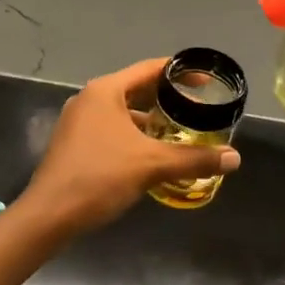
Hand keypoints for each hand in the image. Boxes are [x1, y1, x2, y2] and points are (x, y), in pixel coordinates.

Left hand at [20, 59, 239, 235]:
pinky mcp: (76, 143)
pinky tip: (154, 155)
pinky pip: (113, 130)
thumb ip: (194, 158)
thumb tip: (235, 158)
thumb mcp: (151, 165)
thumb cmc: (99, 177)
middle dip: (169, 99)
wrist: (49, 215)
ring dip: (152, 121)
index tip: (207, 80)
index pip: (150, 69)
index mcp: (105, 91)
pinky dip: (136, 136)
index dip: (180, 72)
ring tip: (182, 132)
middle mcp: (90, 99)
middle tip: (200, 108)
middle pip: (137, 89)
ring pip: (125, 113)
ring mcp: (79, 121)